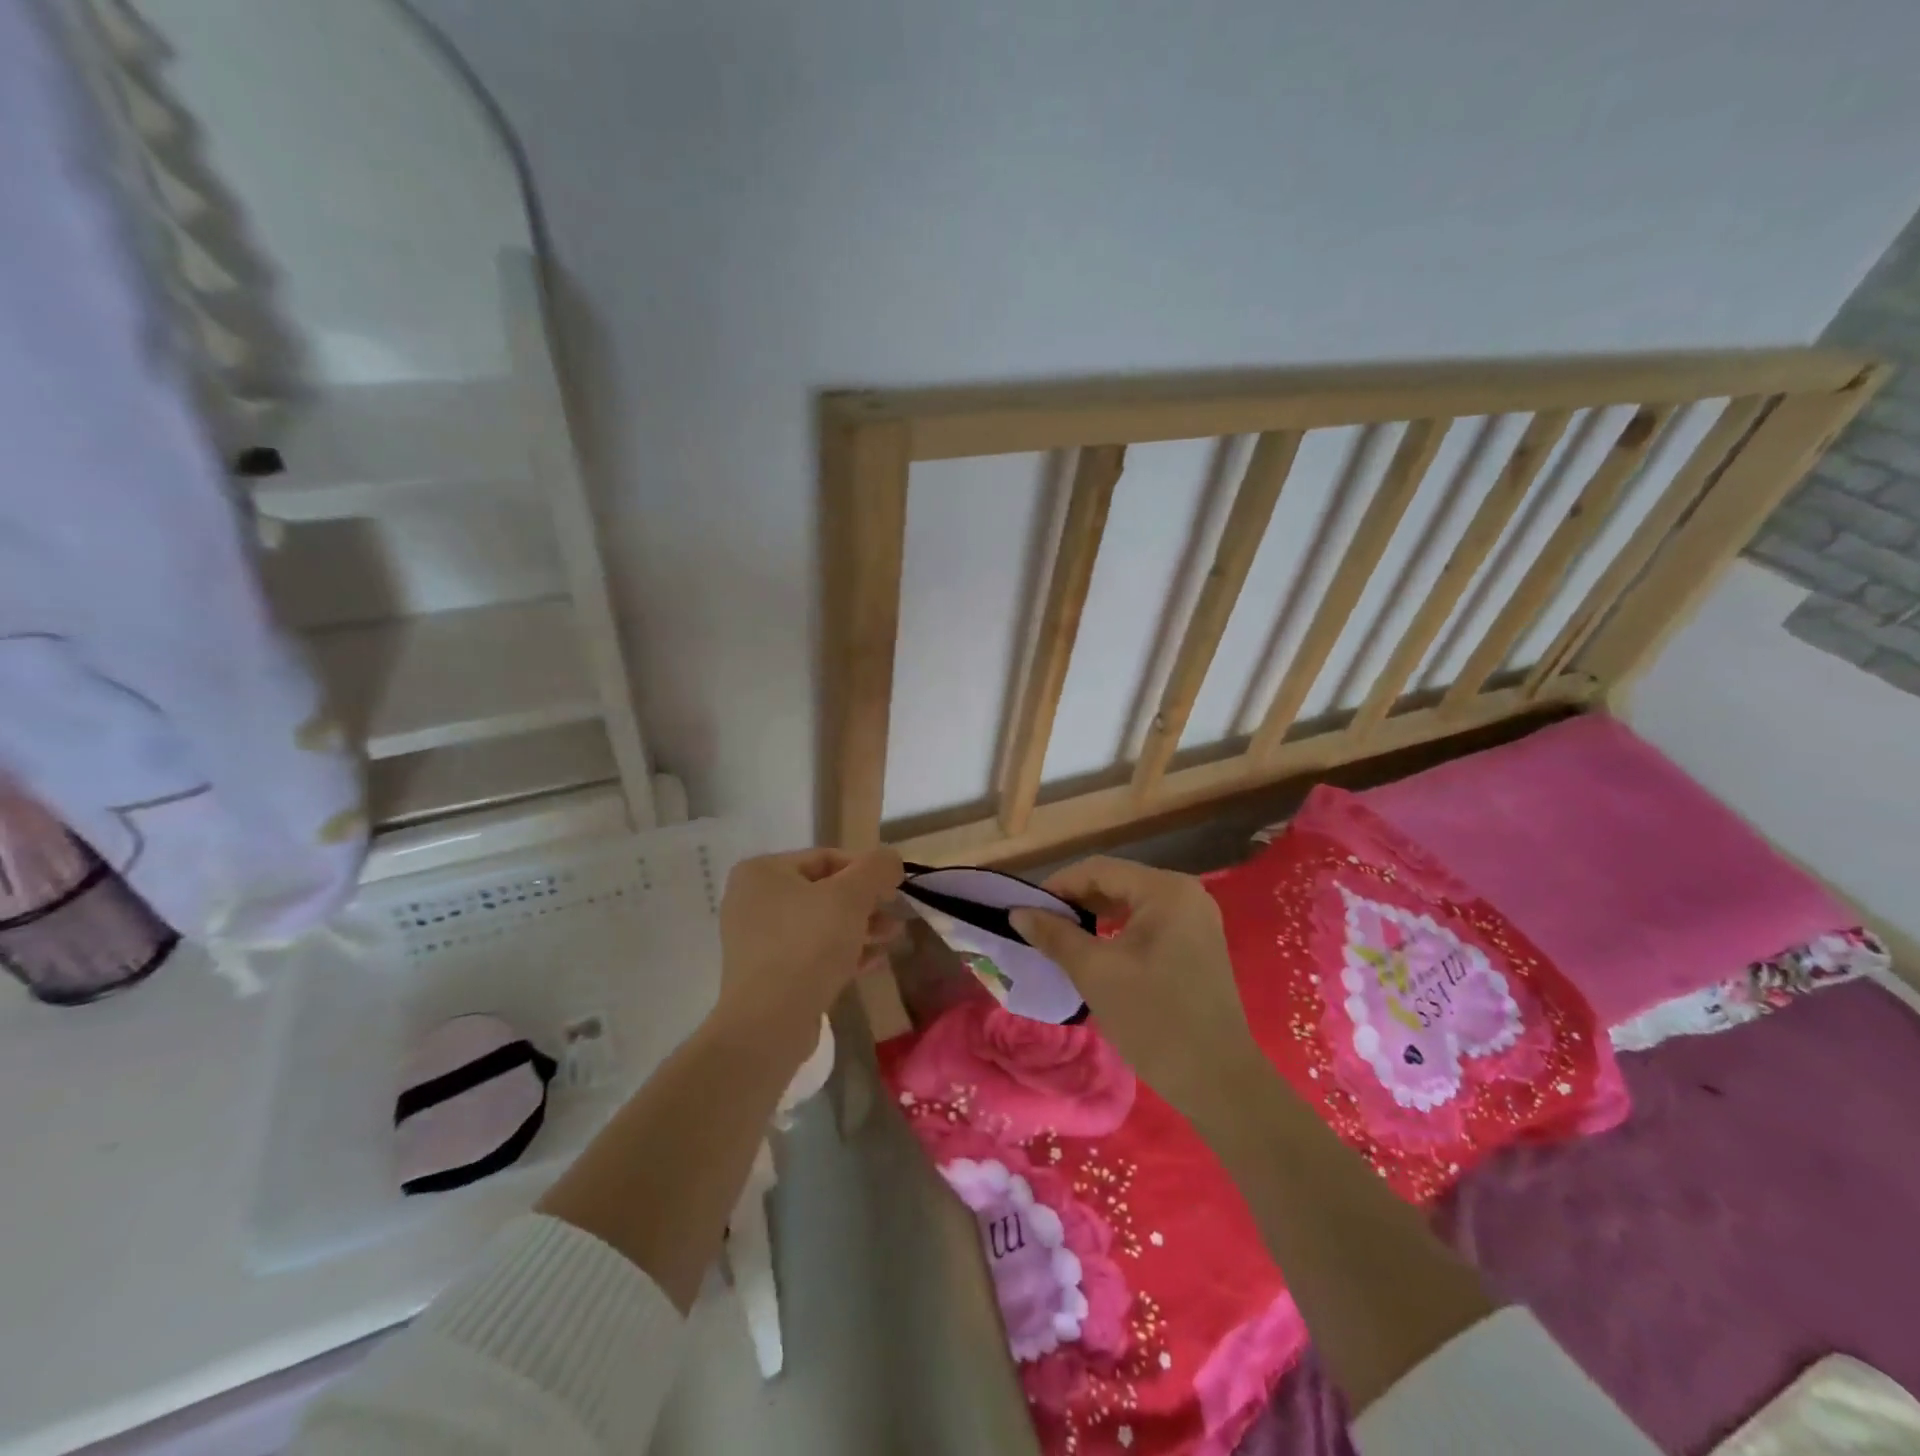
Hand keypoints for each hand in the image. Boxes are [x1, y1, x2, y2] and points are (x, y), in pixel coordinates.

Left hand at [716, 847, 902, 1060]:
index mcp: (762, 871)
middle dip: (866, 904)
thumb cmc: (808, 944)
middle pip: (824, 892)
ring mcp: (757, 941)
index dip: (866, 870)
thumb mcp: (851, 895)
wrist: (769, 1023)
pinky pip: (811, 953)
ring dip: (860, 929)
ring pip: (820, 925)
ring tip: (891, 940)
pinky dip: (842, 953)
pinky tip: (874, 961)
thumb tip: (890, 859)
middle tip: (896, 917)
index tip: (895, 889)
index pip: (826, 858)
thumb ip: (876, 868)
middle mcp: (753, 901)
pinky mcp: (767, 975)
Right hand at [1011, 857, 1264, 1119]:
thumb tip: (1018, 912)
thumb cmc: (1153, 1019)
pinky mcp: (1198, 942)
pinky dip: (1118, 929)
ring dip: (1095, 915)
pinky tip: (1097, 948)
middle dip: (1076, 900)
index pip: (1099, 870)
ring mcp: (1196, 918)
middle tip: (1040, 924)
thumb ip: (1055, 935)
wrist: (1217, 1080)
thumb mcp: (1095, 972)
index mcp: (1165, 890)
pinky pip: (1148, 922)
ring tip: (1062, 936)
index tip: (1026, 909)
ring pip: (1131, 902)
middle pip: (1117, 881)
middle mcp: (1186, 892)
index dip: (1058, 885)